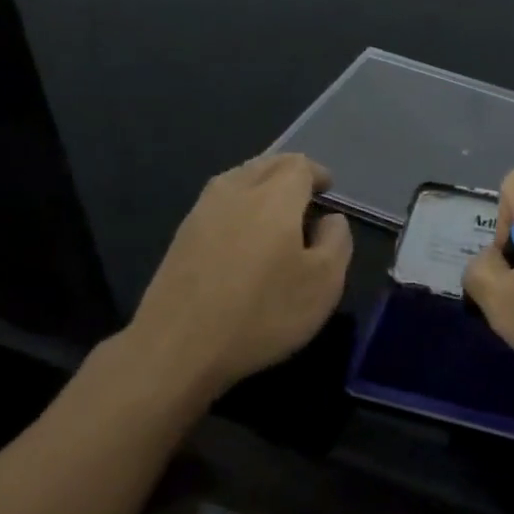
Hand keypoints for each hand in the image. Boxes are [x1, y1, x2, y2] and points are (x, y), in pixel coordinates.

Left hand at [123, 154, 351, 395]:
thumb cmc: (262, 313)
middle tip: (305, 193)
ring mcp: (202, 211)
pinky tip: (242, 231)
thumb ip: (337, 241)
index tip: (328, 190)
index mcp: (275, 196)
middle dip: (289, 172)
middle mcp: (237, 191)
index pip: (299, 165)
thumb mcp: (324, 283)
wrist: (176, 348)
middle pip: (266, 164)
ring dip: (261, 183)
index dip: (317, 173)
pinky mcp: (181, 236)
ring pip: (238, 178)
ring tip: (275, 208)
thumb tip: (329, 219)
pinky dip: (238, 203)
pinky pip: (218, 202)